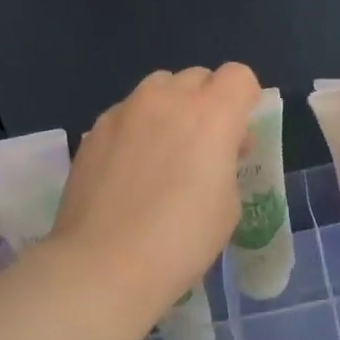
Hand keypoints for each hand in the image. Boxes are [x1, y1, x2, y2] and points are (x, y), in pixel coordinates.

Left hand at [51, 62, 261, 323]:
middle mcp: (168, 100)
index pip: (239, 75)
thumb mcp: (228, 205)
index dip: (245, 97)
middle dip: (208, 101)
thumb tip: (217, 151)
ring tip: (165, 150)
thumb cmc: (181, 240)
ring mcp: (126, 111)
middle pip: (197, 77)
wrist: (104, 264)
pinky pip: (127, 113)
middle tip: (205, 144)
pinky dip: (137, 128)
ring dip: (171, 107)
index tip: (241, 131)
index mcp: (212, 114)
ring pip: (158, 88)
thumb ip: (227, 163)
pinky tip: (130, 170)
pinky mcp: (94, 130)